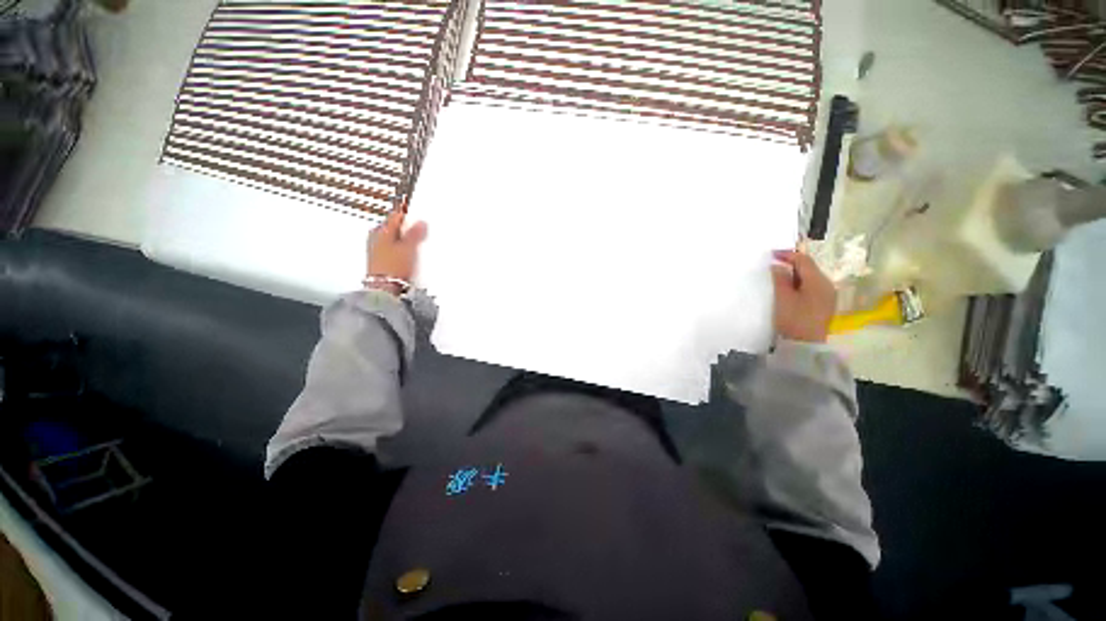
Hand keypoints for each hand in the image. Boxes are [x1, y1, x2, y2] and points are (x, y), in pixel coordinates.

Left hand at [366, 210, 427, 294]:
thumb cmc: (393, 267)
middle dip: (407, 228)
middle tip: (420, 231)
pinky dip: (401, 250)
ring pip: (394, 239)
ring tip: (416, 245)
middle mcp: (375, 237)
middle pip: (394, 227)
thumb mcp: (409, 248)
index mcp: (381, 230)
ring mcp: (376, 250)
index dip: (408, 214)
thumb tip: (421, 222)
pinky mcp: (380, 261)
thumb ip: (415, 234)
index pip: (396, 216)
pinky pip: (393, 249)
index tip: (418, 214)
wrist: (384, 289)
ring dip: (404, 240)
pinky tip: (408, 256)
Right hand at [770, 249, 836, 342]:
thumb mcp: (783, 298)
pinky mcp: (824, 304)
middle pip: (809, 268)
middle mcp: (827, 285)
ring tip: (779, 276)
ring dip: (795, 274)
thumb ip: (780, 279)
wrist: (805, 346)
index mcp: (818, 281)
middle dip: (792, 264)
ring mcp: (828, 295)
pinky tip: (789, 289)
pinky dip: (800, 283)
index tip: (771, 253)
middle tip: (773, 264)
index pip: (804, 260)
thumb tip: (778, 265)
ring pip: (810, 278)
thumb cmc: (793, 320)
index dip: (788, 254)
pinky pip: (812, 287)